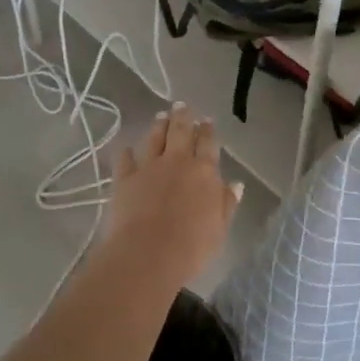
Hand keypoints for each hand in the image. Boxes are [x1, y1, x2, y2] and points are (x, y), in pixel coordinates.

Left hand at [104, 103, 241, 288]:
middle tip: (181, 105)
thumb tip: (234, 184)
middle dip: (182, 117)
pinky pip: (125, 160)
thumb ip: (226, 203)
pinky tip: (126, 148)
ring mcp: (148, 168)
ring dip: (158, 126)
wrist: (148, 255)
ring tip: (160, 115)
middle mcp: (177, 162)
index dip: (207, 130)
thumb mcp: (219, 228)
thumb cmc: (192, 246)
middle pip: (180, 132)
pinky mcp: (124, 179)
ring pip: (154, 139)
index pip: (208, 144)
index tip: (206, 119)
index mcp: (204, 172)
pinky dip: (126, 152)